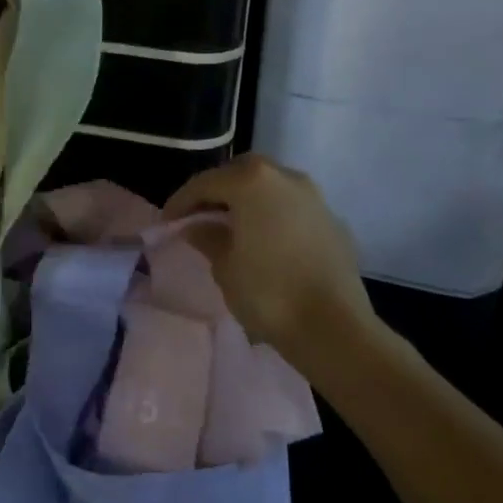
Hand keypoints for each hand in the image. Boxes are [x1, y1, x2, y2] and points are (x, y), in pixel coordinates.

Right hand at [163, 153, 385, 375]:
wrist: (335, 329)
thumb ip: (208, 238)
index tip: (167, 222)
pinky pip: (292, 207)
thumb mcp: (225, 267)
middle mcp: (285, 177)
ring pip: (270, 186)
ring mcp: (314, 197)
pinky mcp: (333, 220)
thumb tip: (197, 226)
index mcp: (252, 182)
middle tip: (200, 216)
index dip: (181, 201)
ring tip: (233, 228)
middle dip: (218, 191)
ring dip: (249, 200)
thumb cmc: (270, 293)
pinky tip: (267, 242)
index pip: (206, 183)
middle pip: (241, 173)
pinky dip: (274, 215)